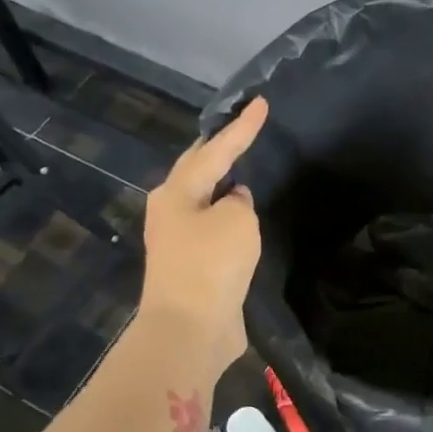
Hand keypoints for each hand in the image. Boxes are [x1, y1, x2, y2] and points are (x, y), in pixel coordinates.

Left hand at [137, 97, 267, 380]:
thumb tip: (234, 202)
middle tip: (243, 127)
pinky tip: (243, 211)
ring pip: (204, 198)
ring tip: (244, 164)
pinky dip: (228, 213)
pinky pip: (213, 226)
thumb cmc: (211, 265)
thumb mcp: (236, 221)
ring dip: (222, 181)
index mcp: (177, 192)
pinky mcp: (192, 264)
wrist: (189, 329)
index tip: (261, 102)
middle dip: (219, 148)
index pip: (216, 149)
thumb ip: (239, 201)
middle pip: (198, 169)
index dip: (242, 127)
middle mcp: (171, 210)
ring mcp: (178, 239)